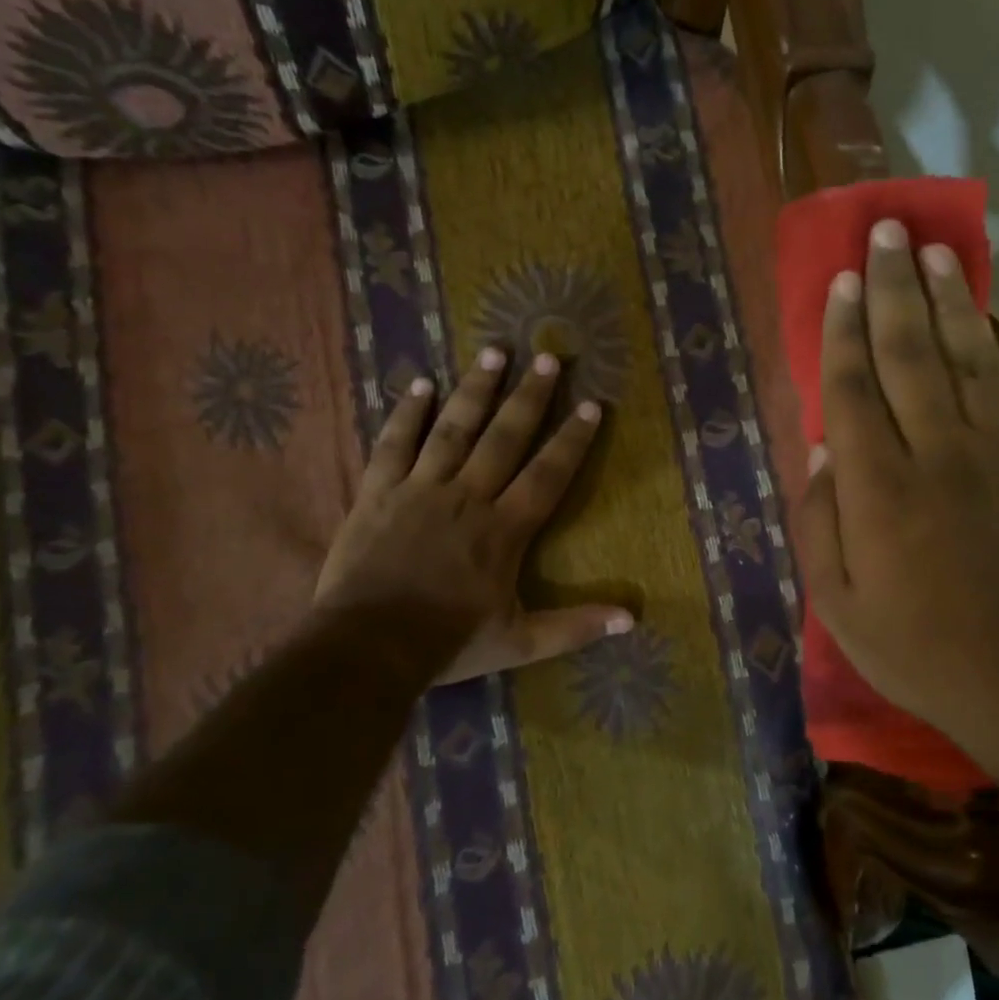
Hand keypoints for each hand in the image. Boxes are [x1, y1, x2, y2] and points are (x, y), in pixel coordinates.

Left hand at [314, 348, 632, 684]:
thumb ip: (575, 627)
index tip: (592, 405)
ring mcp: (421, 489)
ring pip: (454, 428)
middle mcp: (468, 496)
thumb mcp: (520, 642)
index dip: (572, 440)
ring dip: (476, 389)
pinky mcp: (379, 493)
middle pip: (505, 437)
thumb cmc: (449, 642)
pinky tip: (421, 384)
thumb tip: (631, 619)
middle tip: (546, 357)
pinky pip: (394, 444)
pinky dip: (408, 413)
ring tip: (494, 351)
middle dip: (529, 397)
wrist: (367, 648)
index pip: (548, 474)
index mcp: (504, 529)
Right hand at [794, 219, 998, 746]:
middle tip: (884, 233)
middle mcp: (932, 455)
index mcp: (877, 491)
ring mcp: (987, 455)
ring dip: (945, 300)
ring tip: (932, 251)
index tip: (841, 282)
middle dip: (893, 289)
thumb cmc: (916, 648)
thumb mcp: (838, 604)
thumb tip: (820, 452)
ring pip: (961, 359)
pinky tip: (975, 319)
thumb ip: (820, 523)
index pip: (852, 391)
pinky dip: (986, 347)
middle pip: (908, 355)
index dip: (843, 332)